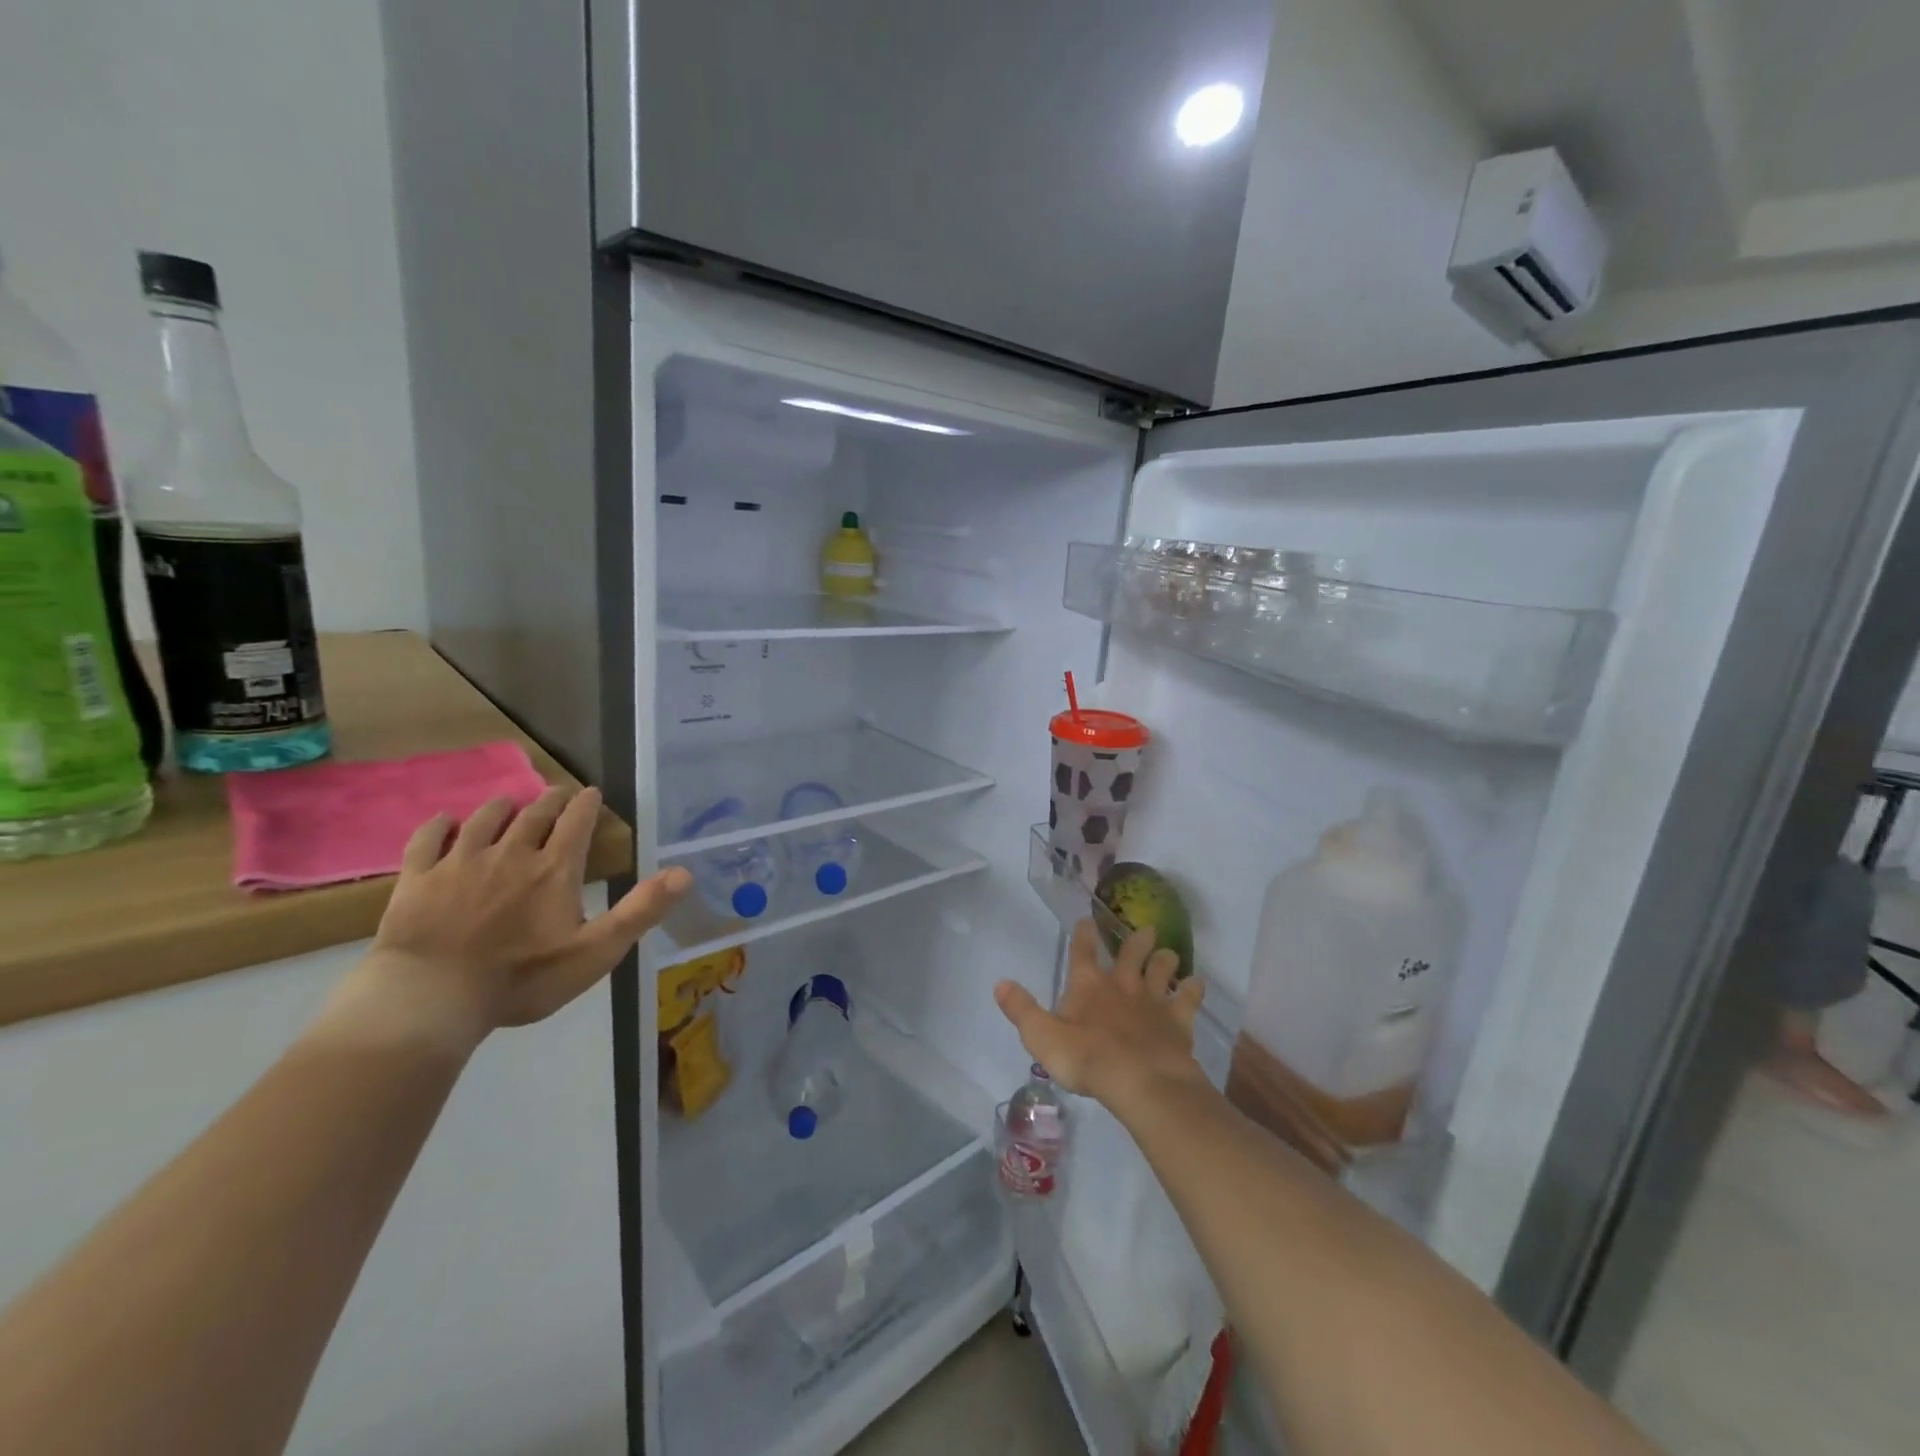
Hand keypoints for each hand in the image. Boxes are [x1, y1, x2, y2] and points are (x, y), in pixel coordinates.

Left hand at [322, 787, 690, 1056]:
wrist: (430, 999)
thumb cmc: (522, 979)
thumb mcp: (596, 952)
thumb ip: (640, 910)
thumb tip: (684, 873)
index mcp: (554, 869)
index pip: (576, 822)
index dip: (586, 804)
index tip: (591, 792)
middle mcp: (510, 854)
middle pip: (533, 814)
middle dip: (550, 800)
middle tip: (557, 793)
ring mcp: (460, 863)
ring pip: (484, 820)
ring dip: (502, 807)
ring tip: (509, 803)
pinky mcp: (418, 878)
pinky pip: (428, 840)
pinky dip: (439, 826)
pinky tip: (445, 822)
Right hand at [994, 919, 1206, 1112]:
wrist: (1140, 1080)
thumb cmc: (1086, 1058)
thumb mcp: (1041, 1037)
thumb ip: (1022, 1010)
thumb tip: (1000, 983)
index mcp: (1088, 985)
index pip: (1082, 952)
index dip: (1083, 934)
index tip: (1086, 919)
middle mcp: (1122, 985)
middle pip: (1131, 954)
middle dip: (1136, 942)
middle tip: (1146, 929)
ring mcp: (1153, 1002)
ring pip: (1161, 972)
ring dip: (1165, 961)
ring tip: (1170, 952)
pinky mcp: (1177, 1023)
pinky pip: (1188, 1001)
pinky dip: (1193, 991)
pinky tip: (1199, 984)